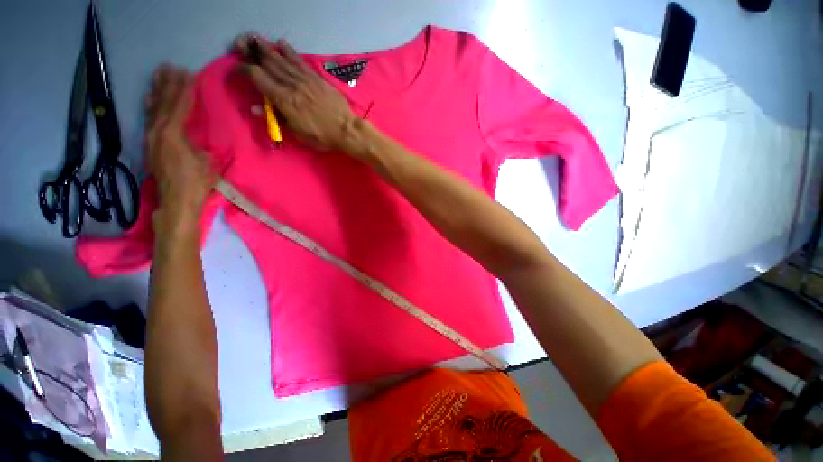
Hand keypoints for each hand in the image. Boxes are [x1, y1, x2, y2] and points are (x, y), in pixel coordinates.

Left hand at [145, 65, 213, 228]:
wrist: (176, 202)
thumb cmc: (196, 183)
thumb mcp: (208, 163)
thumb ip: (202, 146)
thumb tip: (200, 139)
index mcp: (174, 134)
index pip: (180, 106)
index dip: (184, 90)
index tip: (188, 74)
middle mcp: (158, 131)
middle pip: (163, 103)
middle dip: (168, 85)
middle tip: (170, 67)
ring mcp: (151, 138)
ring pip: (153, 109)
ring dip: (157, 91)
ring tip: (159, 75)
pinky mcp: (149, 145)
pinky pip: (149, 119)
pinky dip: (150, 106)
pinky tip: (148, 98)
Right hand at [234, 35, 359, 152]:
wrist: (345, 129)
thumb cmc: (322, 136)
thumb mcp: (298, 134)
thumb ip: (277, 119)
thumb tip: (256, 108)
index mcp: (283, 100)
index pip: (257, 77)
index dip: (243, 70)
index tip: (236, 67)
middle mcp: (291, 85)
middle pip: (267, 64)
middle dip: (252, 53)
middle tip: (241, 44)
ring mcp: (304, 79)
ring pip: (282, 60)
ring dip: (267, 48)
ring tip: (256, 38)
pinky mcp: (316, 78)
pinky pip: (300, 61)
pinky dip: (289, 52)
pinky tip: (281, 43)